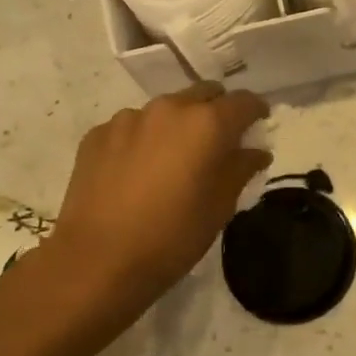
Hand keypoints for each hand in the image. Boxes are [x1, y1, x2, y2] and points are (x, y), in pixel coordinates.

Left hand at [0, 84, 271, 352]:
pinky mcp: (97, 134)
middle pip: (203, 94)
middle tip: (219, 141)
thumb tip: (255, 152)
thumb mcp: (220, 207)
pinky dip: (143, 140)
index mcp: (206, 124)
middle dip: (217, 111)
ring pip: (165, 109)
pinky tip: (138, 171)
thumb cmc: (172, 236)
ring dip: (177, 125)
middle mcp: (169, 109)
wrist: (97, 261)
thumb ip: (241, 169)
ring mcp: (128, 118)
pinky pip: (131, 127)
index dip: (256, 111)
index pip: (243, 102)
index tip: (259, 125)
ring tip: (173, 159)